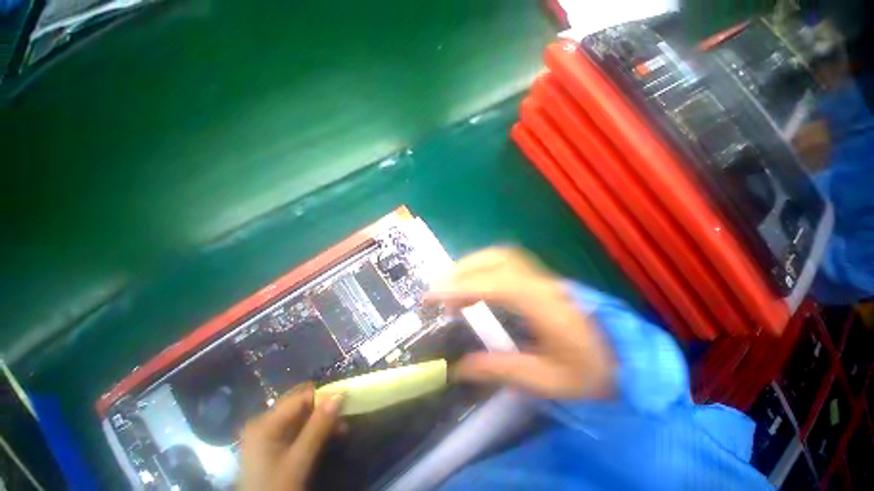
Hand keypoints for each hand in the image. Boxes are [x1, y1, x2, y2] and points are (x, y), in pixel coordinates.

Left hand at [239, 383, 341, 490]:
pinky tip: (329, 436)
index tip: (345, 403)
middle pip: (300, 404)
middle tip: (344, 416)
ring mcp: (268, 434)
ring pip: (301, 416)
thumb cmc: (276, 488)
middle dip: (324, 407)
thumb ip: (318, 427)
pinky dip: (314, 430)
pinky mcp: (273, 446)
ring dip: (322, 420)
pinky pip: (297, 429)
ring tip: (342, 428)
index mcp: (266, 422)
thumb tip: (339, 395)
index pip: (301, 397)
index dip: (324, 396)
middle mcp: (265, 422)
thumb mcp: (298, 461)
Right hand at [425, 248, 615, 399]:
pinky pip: (505, 263)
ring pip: (499, 255)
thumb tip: (458, 367)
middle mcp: (541, 281)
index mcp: (545, 305)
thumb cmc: (593, 373)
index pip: (495, 284)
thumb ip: (499, 369)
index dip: (461, 287)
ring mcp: (542, 276)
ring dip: (470, 266)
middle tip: (439, 292)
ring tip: (453, 289)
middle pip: (496, 258)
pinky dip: (482, 269)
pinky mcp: (540, 278)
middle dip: (462, 270)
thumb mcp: (546, 382)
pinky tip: (474, 286)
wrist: (629, 359)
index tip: (433, 295)